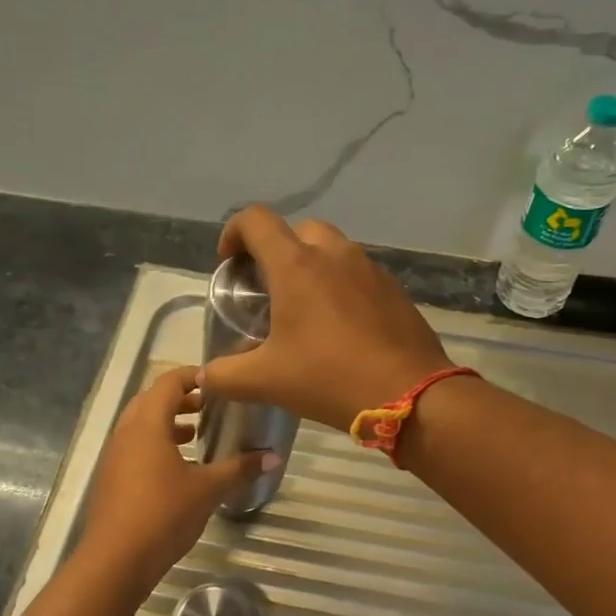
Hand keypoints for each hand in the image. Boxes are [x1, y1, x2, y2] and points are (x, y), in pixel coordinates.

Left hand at [77, 366, 275, 586]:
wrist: (115, 560)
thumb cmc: (163, 514)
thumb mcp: (208, 490)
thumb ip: (240, 469)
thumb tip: (274, 457)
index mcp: (147, 424)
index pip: (168, 383)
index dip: (192, 376)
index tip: (217, 382)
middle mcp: (125, 432)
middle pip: (150, 400)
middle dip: (179, 400)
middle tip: (208, 408)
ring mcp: (114, 456)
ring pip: (139, 425)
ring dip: (165, 423)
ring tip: (194, 435)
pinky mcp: (110, 479)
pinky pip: (133, 448)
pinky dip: (154, 445)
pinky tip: (177, 469)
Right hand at [204, 206, 452, 430]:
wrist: (411, 394)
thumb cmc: (330, 378)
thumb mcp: (266, 381)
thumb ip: (226, 376)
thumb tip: (204, 376)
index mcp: (296, 265)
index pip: (256, 220)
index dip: (233, 233)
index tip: (228, 264)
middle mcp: (334, 254)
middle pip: (296, 230)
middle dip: (275, 251)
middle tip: (267, 289)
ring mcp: (369, 269)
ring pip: (331, 249)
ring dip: (310, 266)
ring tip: (303, 308)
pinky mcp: (393, 289)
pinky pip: (357, 273)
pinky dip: (340, 285)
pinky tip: (339, 326)